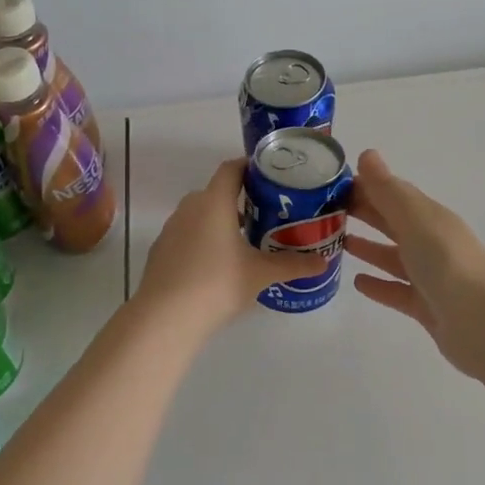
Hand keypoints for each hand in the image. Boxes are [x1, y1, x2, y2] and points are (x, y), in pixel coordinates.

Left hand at [135, 159, 322, 335]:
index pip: (231, 169)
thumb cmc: (217, 284)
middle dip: (241, 200)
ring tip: (246, 241)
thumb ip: (292, 265)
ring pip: (201, 215)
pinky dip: (204, 240)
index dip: (251, 167)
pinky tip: (217, 265)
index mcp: (214, 202)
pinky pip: (187, 235)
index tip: (271, 176)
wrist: (165, 317)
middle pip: (217, 192)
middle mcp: (190, 207)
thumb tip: (323, 262)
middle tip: (268, 214)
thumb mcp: (260, 274)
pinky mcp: (161, 250)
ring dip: (222, 222)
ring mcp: (171, 229)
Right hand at [346, 149, 484, 374]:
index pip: (394, 193)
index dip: (366, 186)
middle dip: (364, 213)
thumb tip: (367, 153)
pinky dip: (378, 285)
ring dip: (368, 248)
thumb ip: (389, 191)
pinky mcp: (427, 308)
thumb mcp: (416, 220)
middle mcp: (432, 243)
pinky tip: (356, 282)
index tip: (330, 184)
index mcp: (431, 217)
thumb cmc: (447, 264)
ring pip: (394, 257)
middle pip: (393, 223)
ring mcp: (431, 277)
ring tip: (335, 242)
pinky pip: (397, 291)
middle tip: (323, 211)